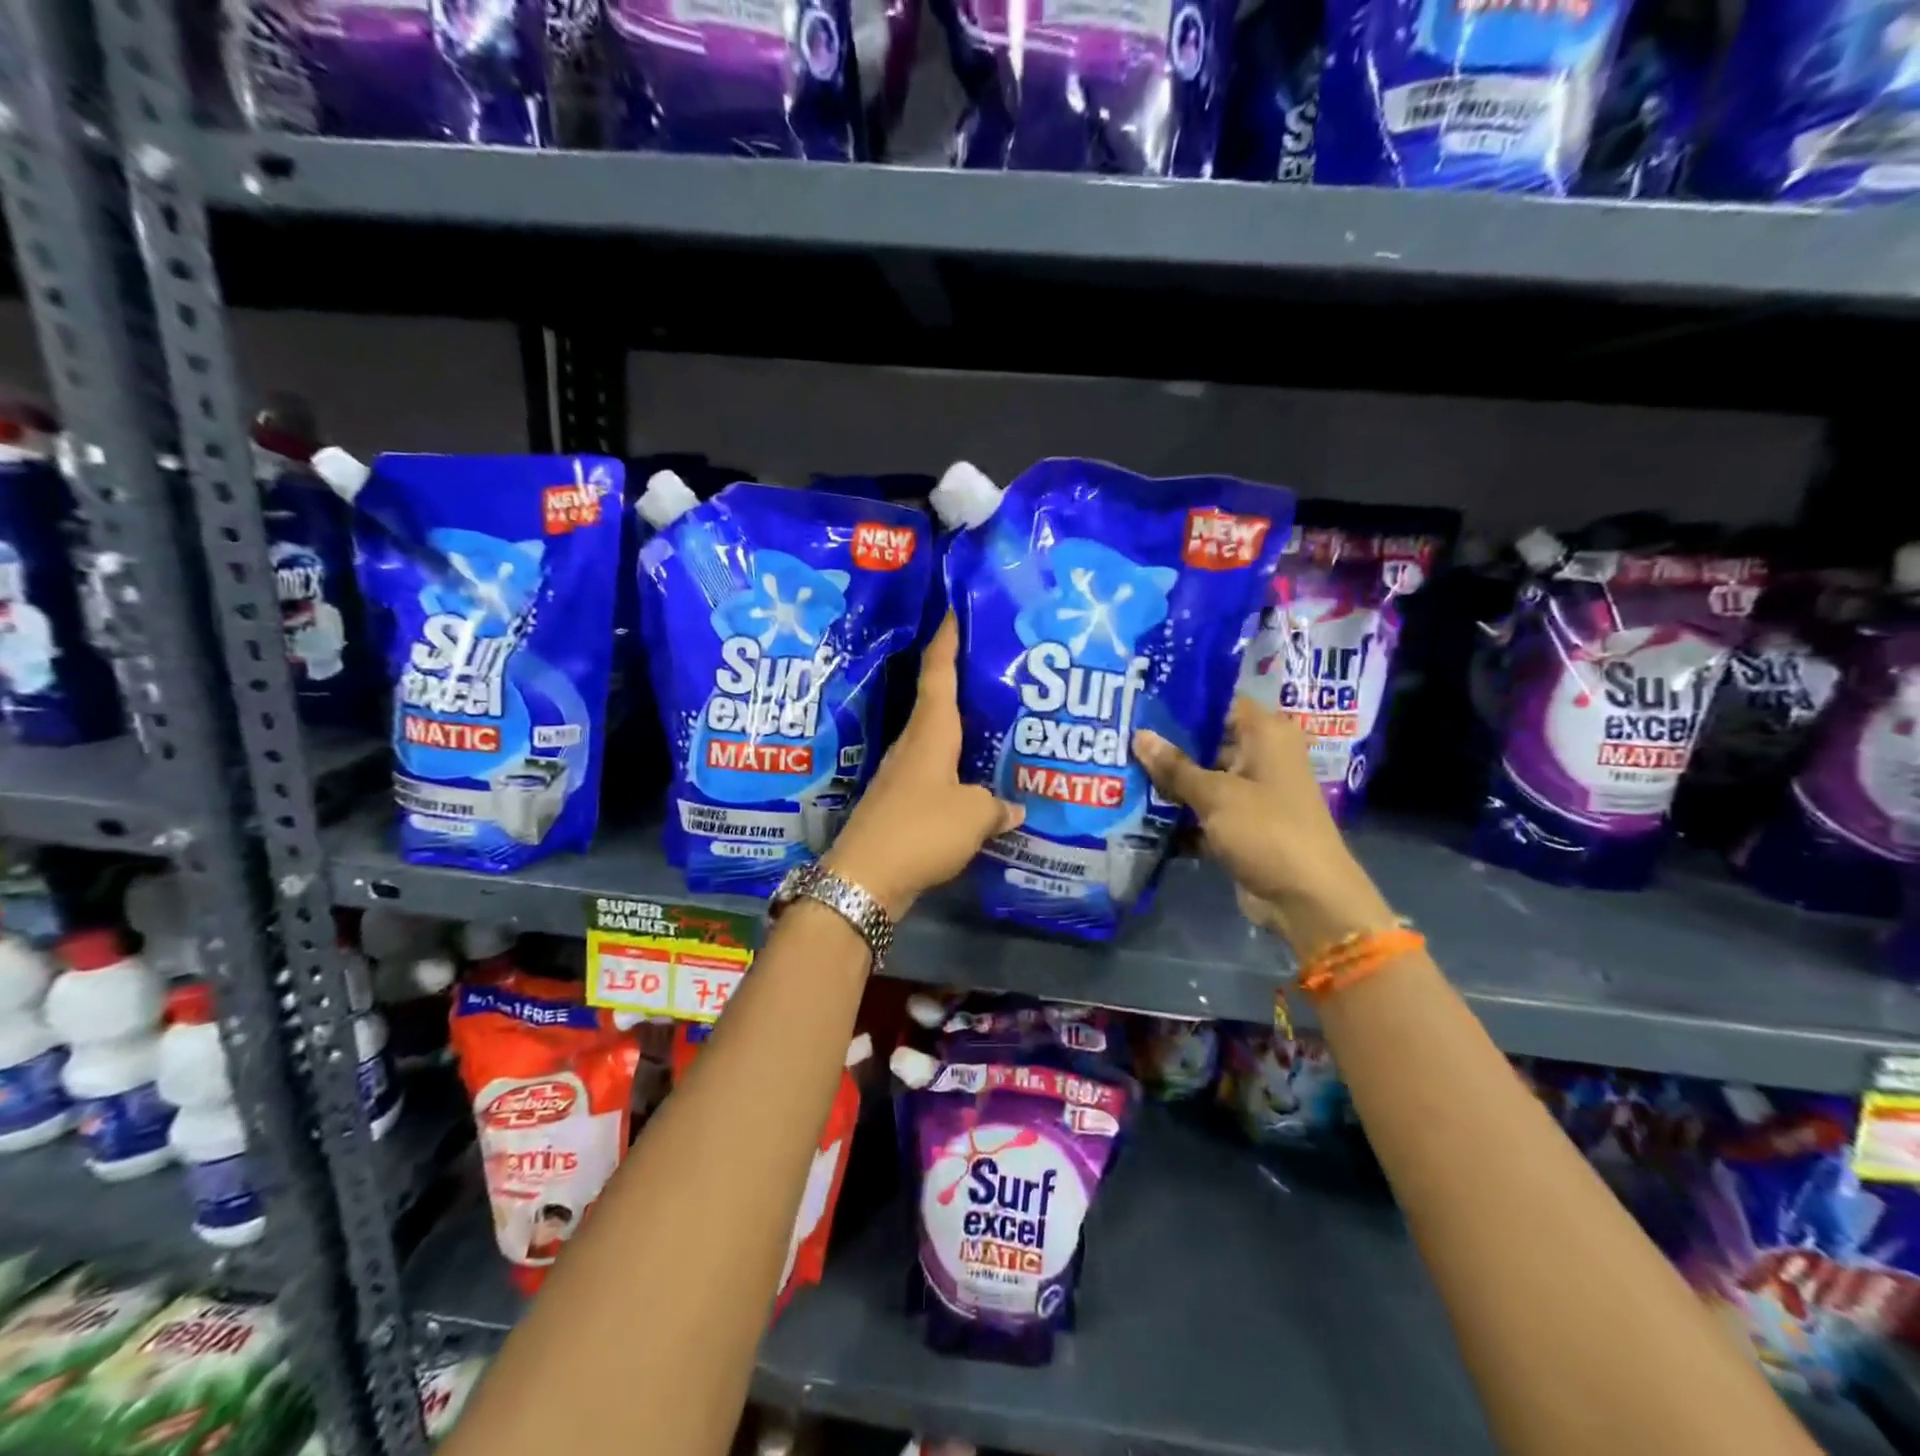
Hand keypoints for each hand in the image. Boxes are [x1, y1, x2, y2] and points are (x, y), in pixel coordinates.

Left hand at [824, 615, 1021, 917]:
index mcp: (929, 733)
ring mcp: (903, 776)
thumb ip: (998, 805)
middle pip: (937, 703)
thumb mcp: (973, 815)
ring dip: (962, 731)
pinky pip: (935, 776)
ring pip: (938, 742)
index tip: (954, 610)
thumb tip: (1015, 807)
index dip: (947, 640)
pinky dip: (957, 772)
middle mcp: (912, 746)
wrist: (865, 880)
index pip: (937, 673)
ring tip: (997, 725)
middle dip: (963, 683)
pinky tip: (978, 783)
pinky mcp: (900, 805)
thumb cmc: (920, 830)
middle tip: (998, 670)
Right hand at [1133, 700, 1394, 956]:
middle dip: (1166, 747)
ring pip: (1202, 780)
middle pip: (1207, 742)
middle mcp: (1262, 758)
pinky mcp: (1242, 826)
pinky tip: (1138, 815)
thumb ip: (1175, 766)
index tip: (1140, 704)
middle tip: (1119, 740)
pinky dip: (1179, 816)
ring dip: (1168, 784)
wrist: (1306, 900)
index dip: (1182, 703)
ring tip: (1119, 774)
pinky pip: (1204, 812)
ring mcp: (1252, 794)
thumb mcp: (1216, 794)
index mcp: (1267, 735)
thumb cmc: (1267, 831)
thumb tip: (1139, 735)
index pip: (1221, 704)